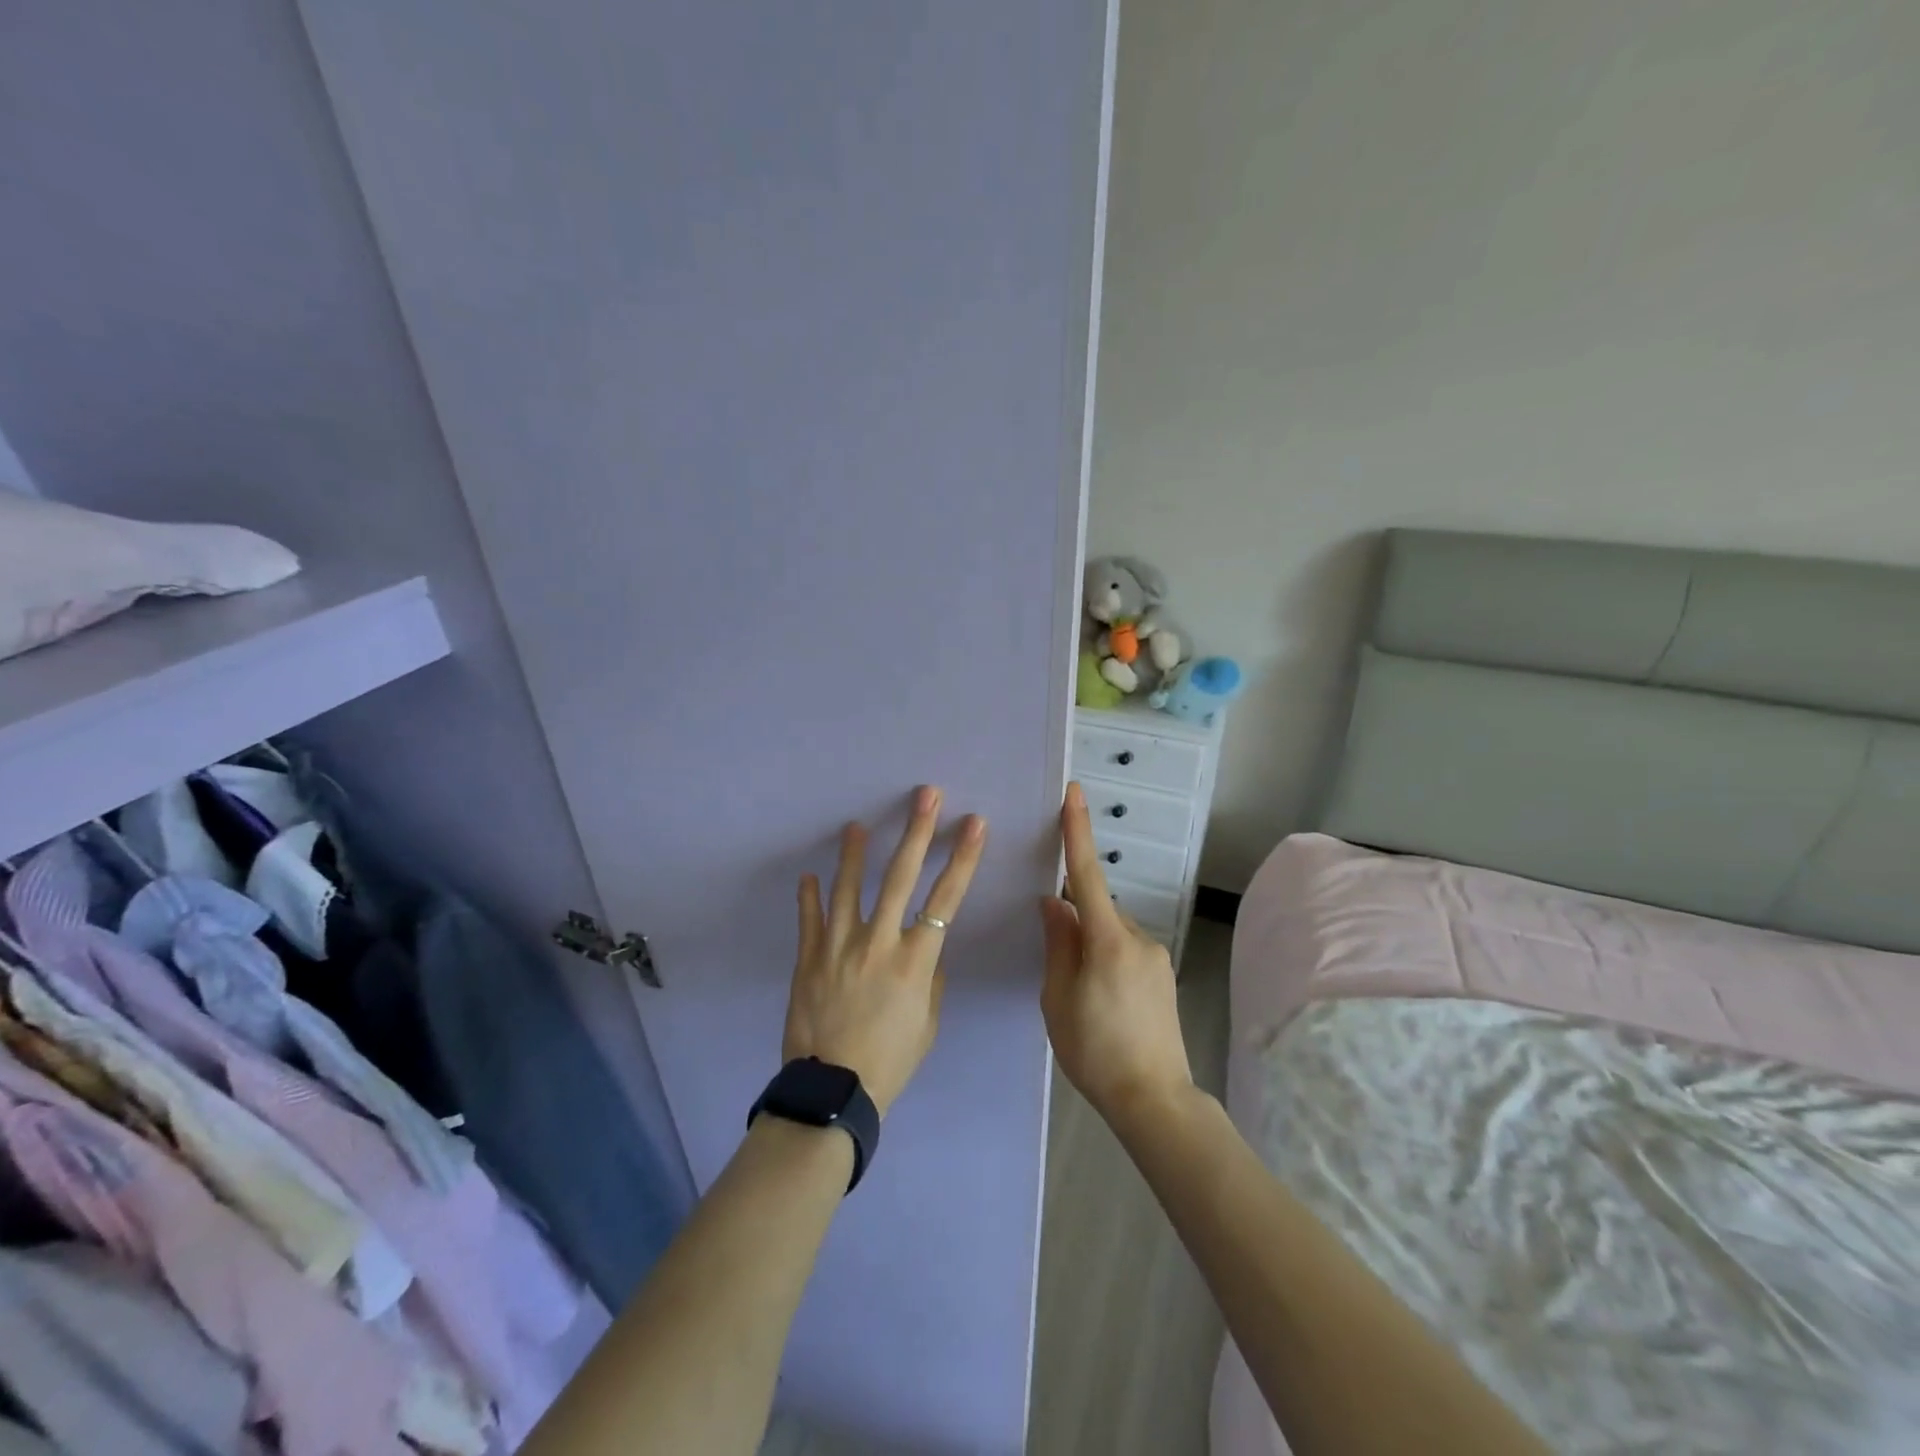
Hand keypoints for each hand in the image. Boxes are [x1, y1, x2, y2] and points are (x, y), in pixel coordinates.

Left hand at [785, 786, 986, 1116]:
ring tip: (856, 825)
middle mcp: (878, 942)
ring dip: (854, 854)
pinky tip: (810, 875)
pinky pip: (810, 920)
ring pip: (848, 888)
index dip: (962, 858)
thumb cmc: (891, 1060)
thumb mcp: (927, 1023)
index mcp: (915, 959)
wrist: (833, 1091)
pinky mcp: (809, 959)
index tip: (973, 825)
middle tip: (925, 796)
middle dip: (917, 831)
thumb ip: (930, 980)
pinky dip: (810, 896)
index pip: (946, 898)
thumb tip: (926, 952)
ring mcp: (839, 947)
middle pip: (901, 876)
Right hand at [1040, 782, 1192, 1128]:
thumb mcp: (1058, 999)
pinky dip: (1106, 960)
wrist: (1154, 1099)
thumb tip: (1053, 903)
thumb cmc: (1095, 1051)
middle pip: (1096, 910)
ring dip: (1090, 946)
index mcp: (1107, 940)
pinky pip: (1125, 951)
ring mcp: (1155, 957)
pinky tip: (1100, 1002)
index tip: (1074, 794)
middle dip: (1073, 921)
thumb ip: (1057, 944)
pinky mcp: (1162, 975)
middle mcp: (1137, 938)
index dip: (1077, 832)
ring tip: (1080, 997)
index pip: (1086, 874)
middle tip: (1058, 968)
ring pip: (1110, 933)